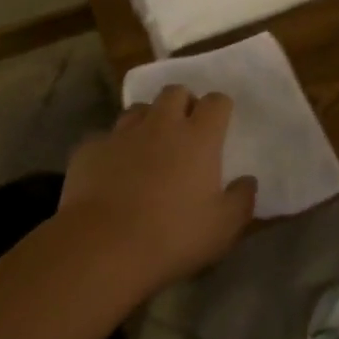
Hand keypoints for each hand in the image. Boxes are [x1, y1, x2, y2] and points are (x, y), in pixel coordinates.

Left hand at [57, 86, 255, 293]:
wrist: (102, 246)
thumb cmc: (173, 236)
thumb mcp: (223, 228)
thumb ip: (242, 200)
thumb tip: (248, 181)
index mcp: (198, 137)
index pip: (216, 101)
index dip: (220, 109)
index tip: (220, 125)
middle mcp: (161, 124)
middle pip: (175, 92)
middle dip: (183, 103)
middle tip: (185, 130)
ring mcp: (122, 133)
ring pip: (138, 109)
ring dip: (148, 120)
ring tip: (148, 146)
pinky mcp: (90, 149)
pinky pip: (106, 138)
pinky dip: (114, 149)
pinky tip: (113, 172)